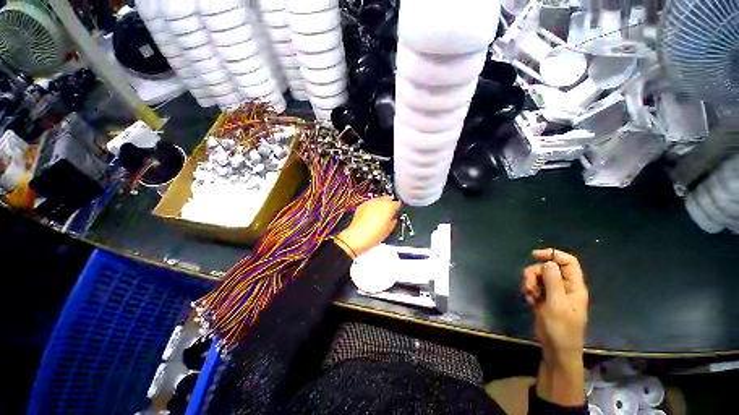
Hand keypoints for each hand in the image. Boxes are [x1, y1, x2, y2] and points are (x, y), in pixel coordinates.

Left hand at [336, 196, 400, 256]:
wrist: (357, 237)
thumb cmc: (372, 235)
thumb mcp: (389, 230)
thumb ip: (393, 221)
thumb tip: (393, 219)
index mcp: (389, 208)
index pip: (397, 203)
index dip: (398, 207)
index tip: (397, 210)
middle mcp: (379, 203)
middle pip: (388, 198)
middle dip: (390, 203)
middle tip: (391, 209)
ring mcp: (370, 203)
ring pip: (379, 199)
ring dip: (382, 203)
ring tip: (382, 211)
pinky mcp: (362, 205)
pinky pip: (371, 202)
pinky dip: (373, 206)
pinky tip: (373, 212)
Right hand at [522, 248, 587, 405]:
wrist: (557, 349)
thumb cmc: (561, 328)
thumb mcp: (557, 304)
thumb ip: (553, 282)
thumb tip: (549, 263)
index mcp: (574, 287)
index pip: (568, 262)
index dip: (553, 255)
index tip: (534, 256)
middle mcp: (564, 287)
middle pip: (548, 268)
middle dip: (534, 273)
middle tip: (529, 286)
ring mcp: (554, 293)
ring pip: (538, 277)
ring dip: (530, 282)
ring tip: (529, 295)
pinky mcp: (544, 299)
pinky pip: (534, 286)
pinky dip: (529, 291)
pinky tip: (529, 300)